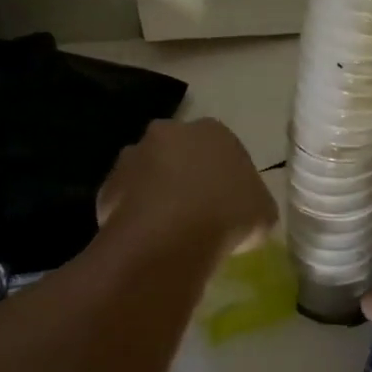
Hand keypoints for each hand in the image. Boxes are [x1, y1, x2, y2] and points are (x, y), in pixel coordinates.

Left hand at [97, 118, 277, 258]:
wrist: (170, 236)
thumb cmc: (228, 215)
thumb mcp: (263, 213)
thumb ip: (253, 203)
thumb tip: (244, 210)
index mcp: (213, 131)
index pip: (221, 148)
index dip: (224, 177)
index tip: (227, 204)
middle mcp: (169, 132)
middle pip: (178, 153)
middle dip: (184, 176)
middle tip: (195, 213)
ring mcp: (133, 156)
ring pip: (147, 173)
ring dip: (154, 193)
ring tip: (167, 230)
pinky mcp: (107, 185)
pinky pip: (124, 200)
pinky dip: (132, 216)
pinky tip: (145, 240)